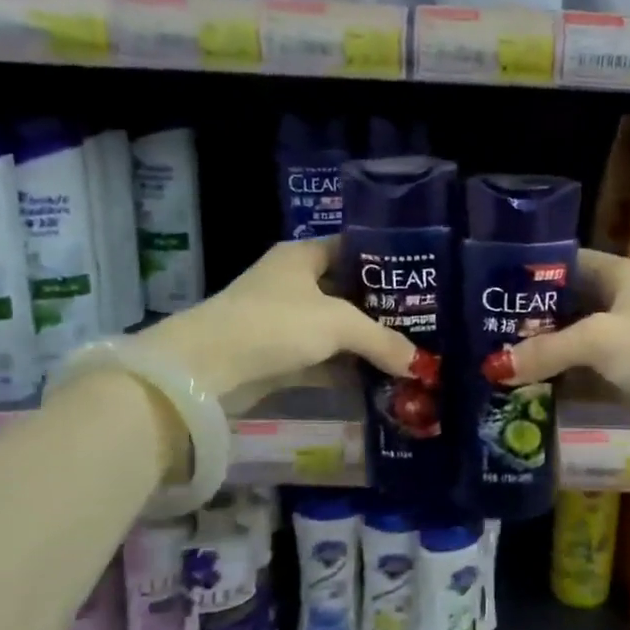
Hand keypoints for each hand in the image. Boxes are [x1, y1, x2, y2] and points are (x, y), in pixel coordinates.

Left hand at [137, 237, 421, 411]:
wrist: (206, 369)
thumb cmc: (275, 323)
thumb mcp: (338, 324)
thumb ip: (382, 340)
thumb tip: (420, 364)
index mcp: (303, 256)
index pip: (352, 248)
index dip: (385, 261)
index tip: (419, 277)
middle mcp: (293, 283)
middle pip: (348, 292)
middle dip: (382, 309)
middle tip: (423, 321)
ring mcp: (284, 321)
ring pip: (336, 329)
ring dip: (366, 344)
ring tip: (409, 354)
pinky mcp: (279, 355)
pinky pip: (323, 359)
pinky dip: (347, 370)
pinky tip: (380, 381)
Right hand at [497, 250, 629, 470]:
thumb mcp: (600, 340)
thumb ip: (545, 350)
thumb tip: (492, 367)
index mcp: (618, 276)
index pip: (564, 262)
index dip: (528, 272)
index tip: (486, 287)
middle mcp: (617, 304)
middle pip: (561, 306)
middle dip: (525, 320)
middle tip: (477, 330)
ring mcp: (619, 343)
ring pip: (567, 344)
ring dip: (536, 355)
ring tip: (487, 362)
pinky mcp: (621, 378)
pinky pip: (578, 375)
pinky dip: (553, 383)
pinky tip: (517, 391)